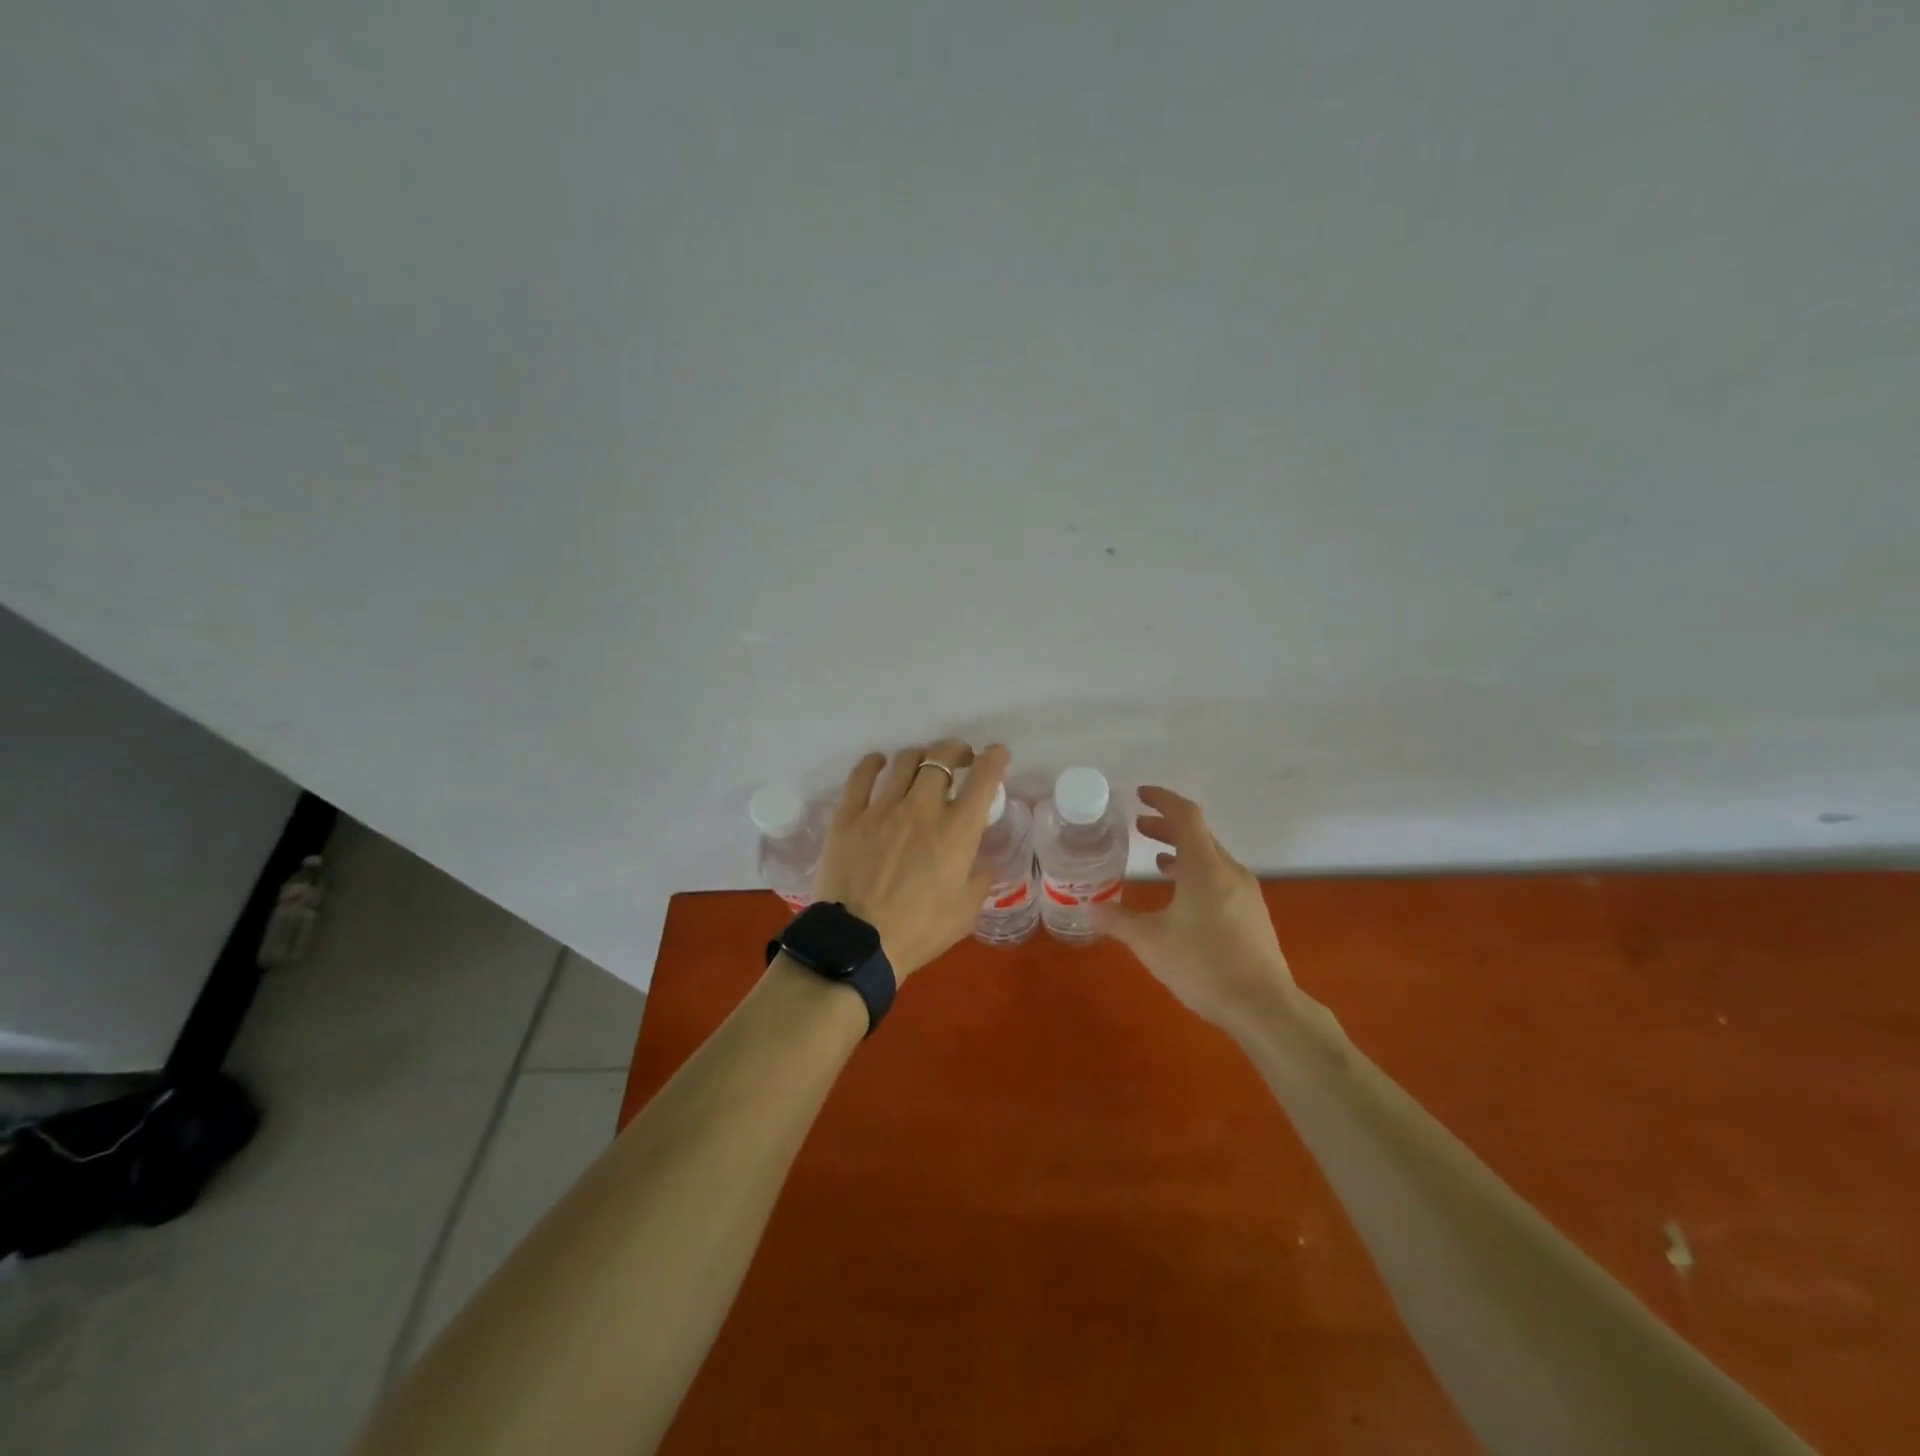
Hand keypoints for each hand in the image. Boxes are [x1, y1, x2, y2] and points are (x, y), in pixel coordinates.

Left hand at [810, 741, 1009, 981]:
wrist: (858, 945)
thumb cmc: (919, 932)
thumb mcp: (965, 912)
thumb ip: (978, 880)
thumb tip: (982, 863)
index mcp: (957, 831)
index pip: (984, 778)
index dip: (994, 758)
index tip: (997, 754)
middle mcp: (922, 808)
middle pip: (942, 757)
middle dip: (956, 751)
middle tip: (959, 760)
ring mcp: (881, 808)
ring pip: (905, 761)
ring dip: (920, 756)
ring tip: (922, 764)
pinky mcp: (848, 816)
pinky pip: (861, 776)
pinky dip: (874, 763)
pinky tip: (879, 763)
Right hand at [1093, 786, 1295, 1032]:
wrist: (1263, 1006)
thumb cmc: (1203, 965)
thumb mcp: (1150, 942)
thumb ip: (1118, 921)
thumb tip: (1088, 908)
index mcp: (1205, 867)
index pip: (1185, 815)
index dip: (1162, 799)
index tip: (1140, 795)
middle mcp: (1229, 871)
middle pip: (1198, 834)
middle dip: (1167, 826)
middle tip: (1138, 827)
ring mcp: (1245, 892)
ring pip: (1211, 857)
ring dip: (1182, 851)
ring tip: (1156, 859)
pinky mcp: (1252, 913)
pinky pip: (1220, 877)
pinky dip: (1197, 872)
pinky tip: (1182, 895)